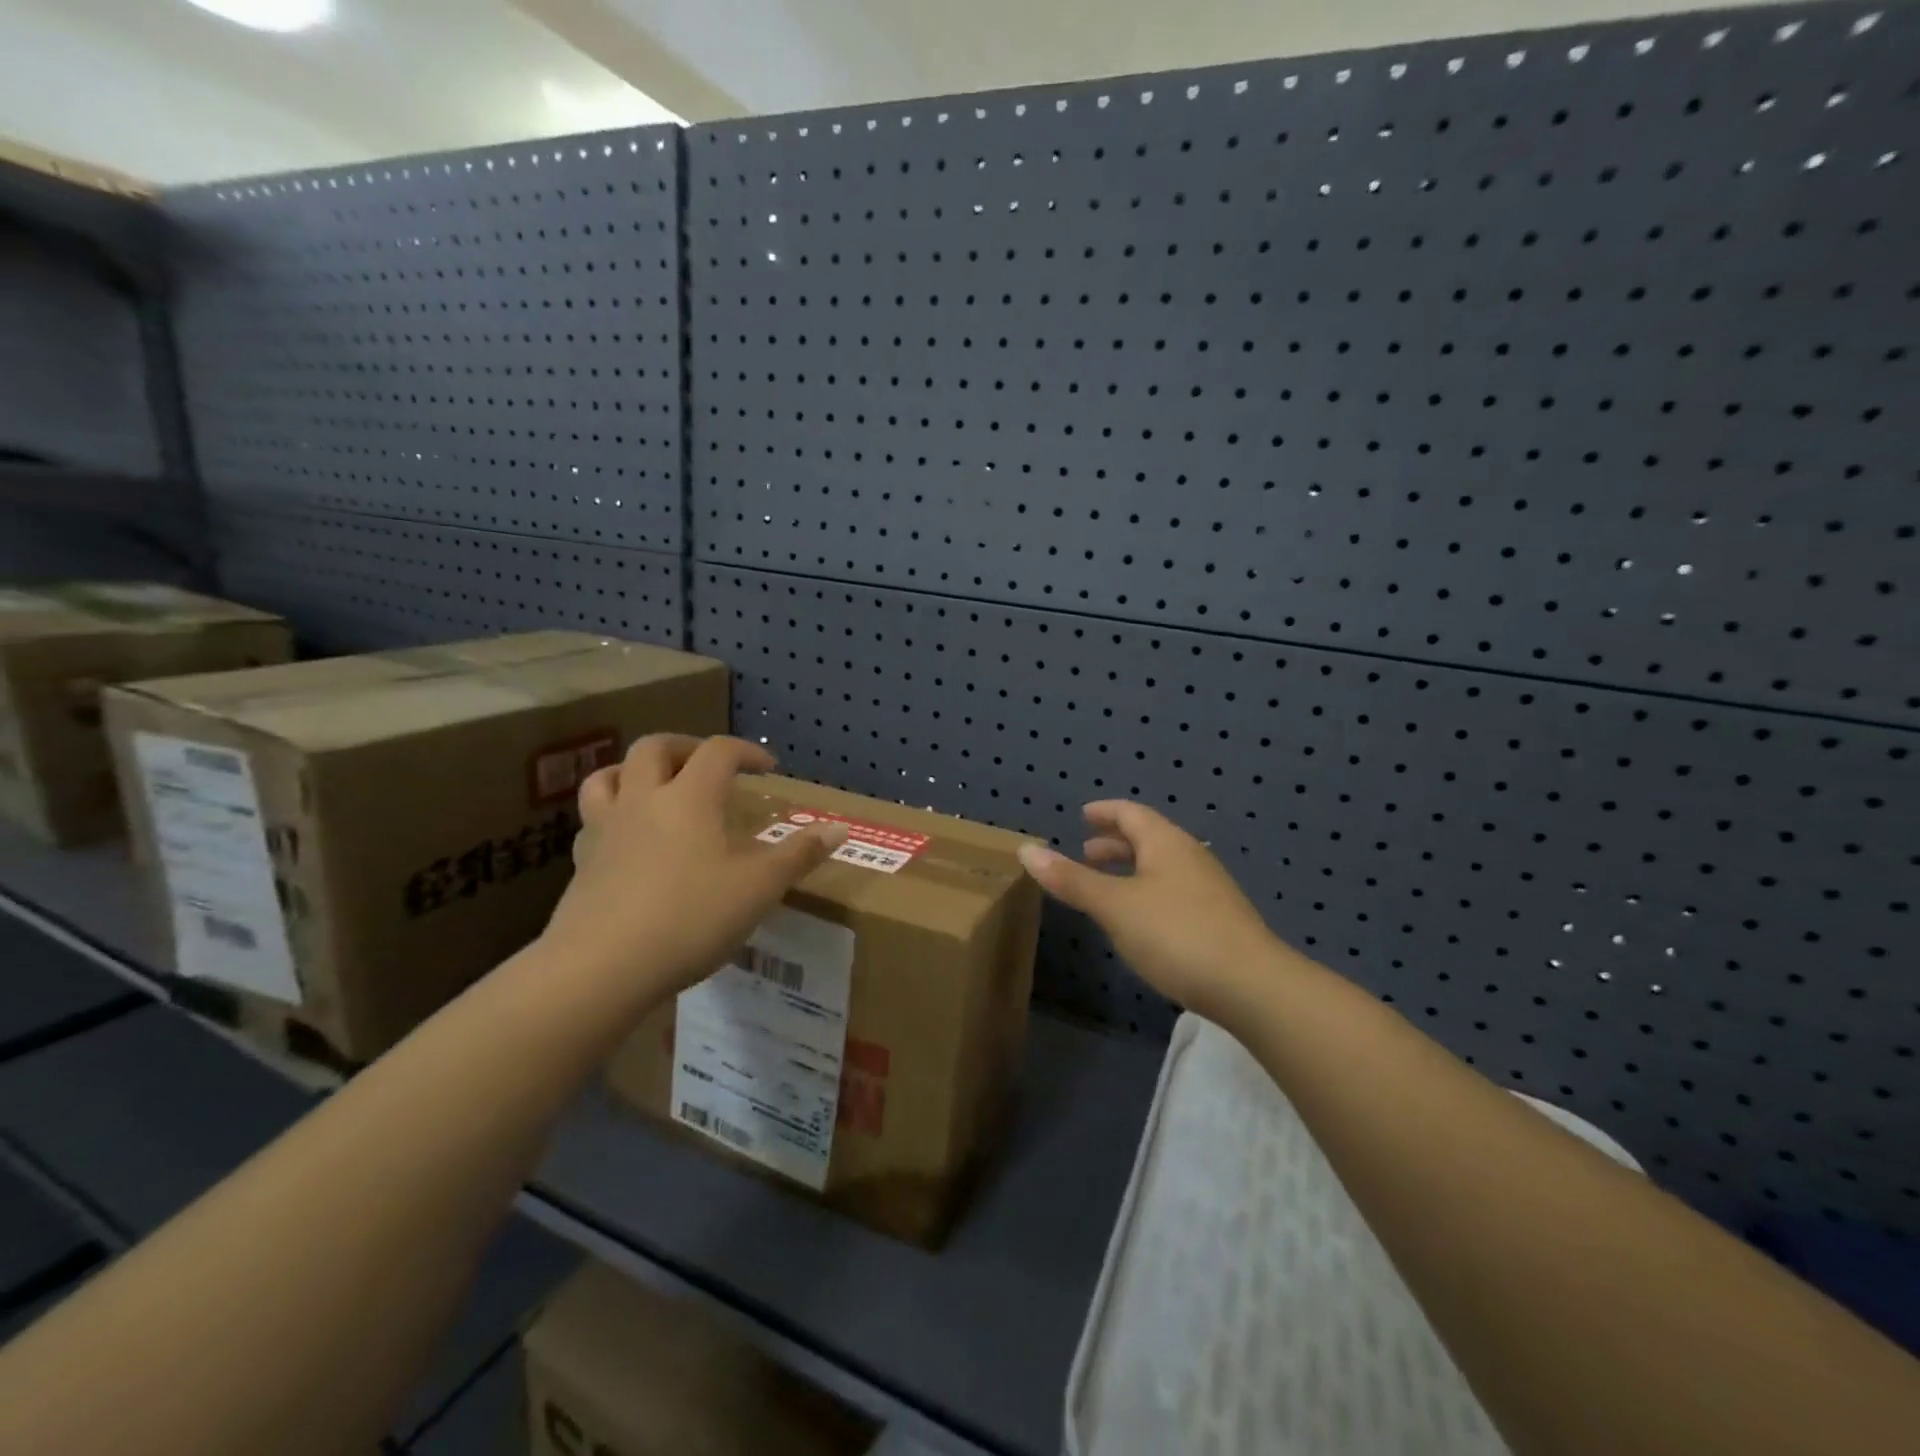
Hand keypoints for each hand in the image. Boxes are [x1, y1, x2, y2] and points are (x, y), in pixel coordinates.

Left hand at [543, 735, 846, 996]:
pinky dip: (613, 816)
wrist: (602, 967)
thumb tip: (841, 828)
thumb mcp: (759, 888)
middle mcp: (643, 800)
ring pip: (607, 777)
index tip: (767, 769)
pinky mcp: (581, 863)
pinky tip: (629, 842)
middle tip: (708, 766)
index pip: (718, 751)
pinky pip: (592, 821)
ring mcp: (605, 830)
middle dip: (686, 747)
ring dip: (634, 772)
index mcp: (690, 797)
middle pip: (654, 748)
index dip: (746, 751)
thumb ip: (800, 855)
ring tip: (657, 789)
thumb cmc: (690, 918)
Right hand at [1017, 801, 1282, 1013]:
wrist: (1251, 986)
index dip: (1106, 812)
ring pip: (1162, 867)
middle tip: (1086, 852)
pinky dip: (1147, 892)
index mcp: (1166, 843)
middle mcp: (1190, 857)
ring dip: (1132, 869)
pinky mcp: (1219, 920)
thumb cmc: (1175, 934)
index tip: (1084, 815)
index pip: (1132, 813)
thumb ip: (1072, 879)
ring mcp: (1209, 889)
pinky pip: (1174, 891)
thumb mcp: (1114, 906)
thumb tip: (1026, 850)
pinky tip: (1140, 920)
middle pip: (1149, 838)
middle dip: (1116, 843)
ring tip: (1107, 886)